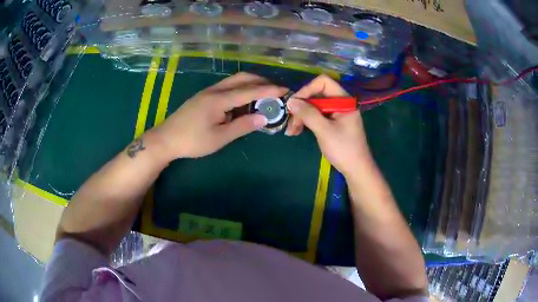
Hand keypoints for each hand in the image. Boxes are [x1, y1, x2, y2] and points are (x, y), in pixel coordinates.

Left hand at [152, 72, 287, 159]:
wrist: (166, 139)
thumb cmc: (192, 141)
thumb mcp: (219, 138)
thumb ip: (242, 126)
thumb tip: (263, 117)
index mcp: (219, 99)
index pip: (250, 90)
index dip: (269, 90)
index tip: (285, 89)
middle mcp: (215, 90)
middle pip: (242, 78)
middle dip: (261, 81)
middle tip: (275, 91)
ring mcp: (208, 91)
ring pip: (234, 81)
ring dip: (250, 84)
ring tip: (263, 96)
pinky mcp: (204, 96)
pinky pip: (227, 87)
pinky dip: (240, 90)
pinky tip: (243, 101)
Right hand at [285, 75, 372, 176]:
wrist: (356, 170)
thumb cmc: (344, 149)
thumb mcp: (324, 130)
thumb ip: (308, 114)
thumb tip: (290, 101)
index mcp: (344, 100)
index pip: (323, 82)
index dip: (307, 89)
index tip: (295, 104)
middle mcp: (340, 102)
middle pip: (316, 94)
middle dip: (301, 107)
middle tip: (290, 122)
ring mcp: (336, 113)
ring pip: (314, 106)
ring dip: (301, 116)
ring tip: (292, 131)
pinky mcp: (333, 122)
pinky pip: (317, 115)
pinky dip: (306, 122)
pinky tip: (297, 131)